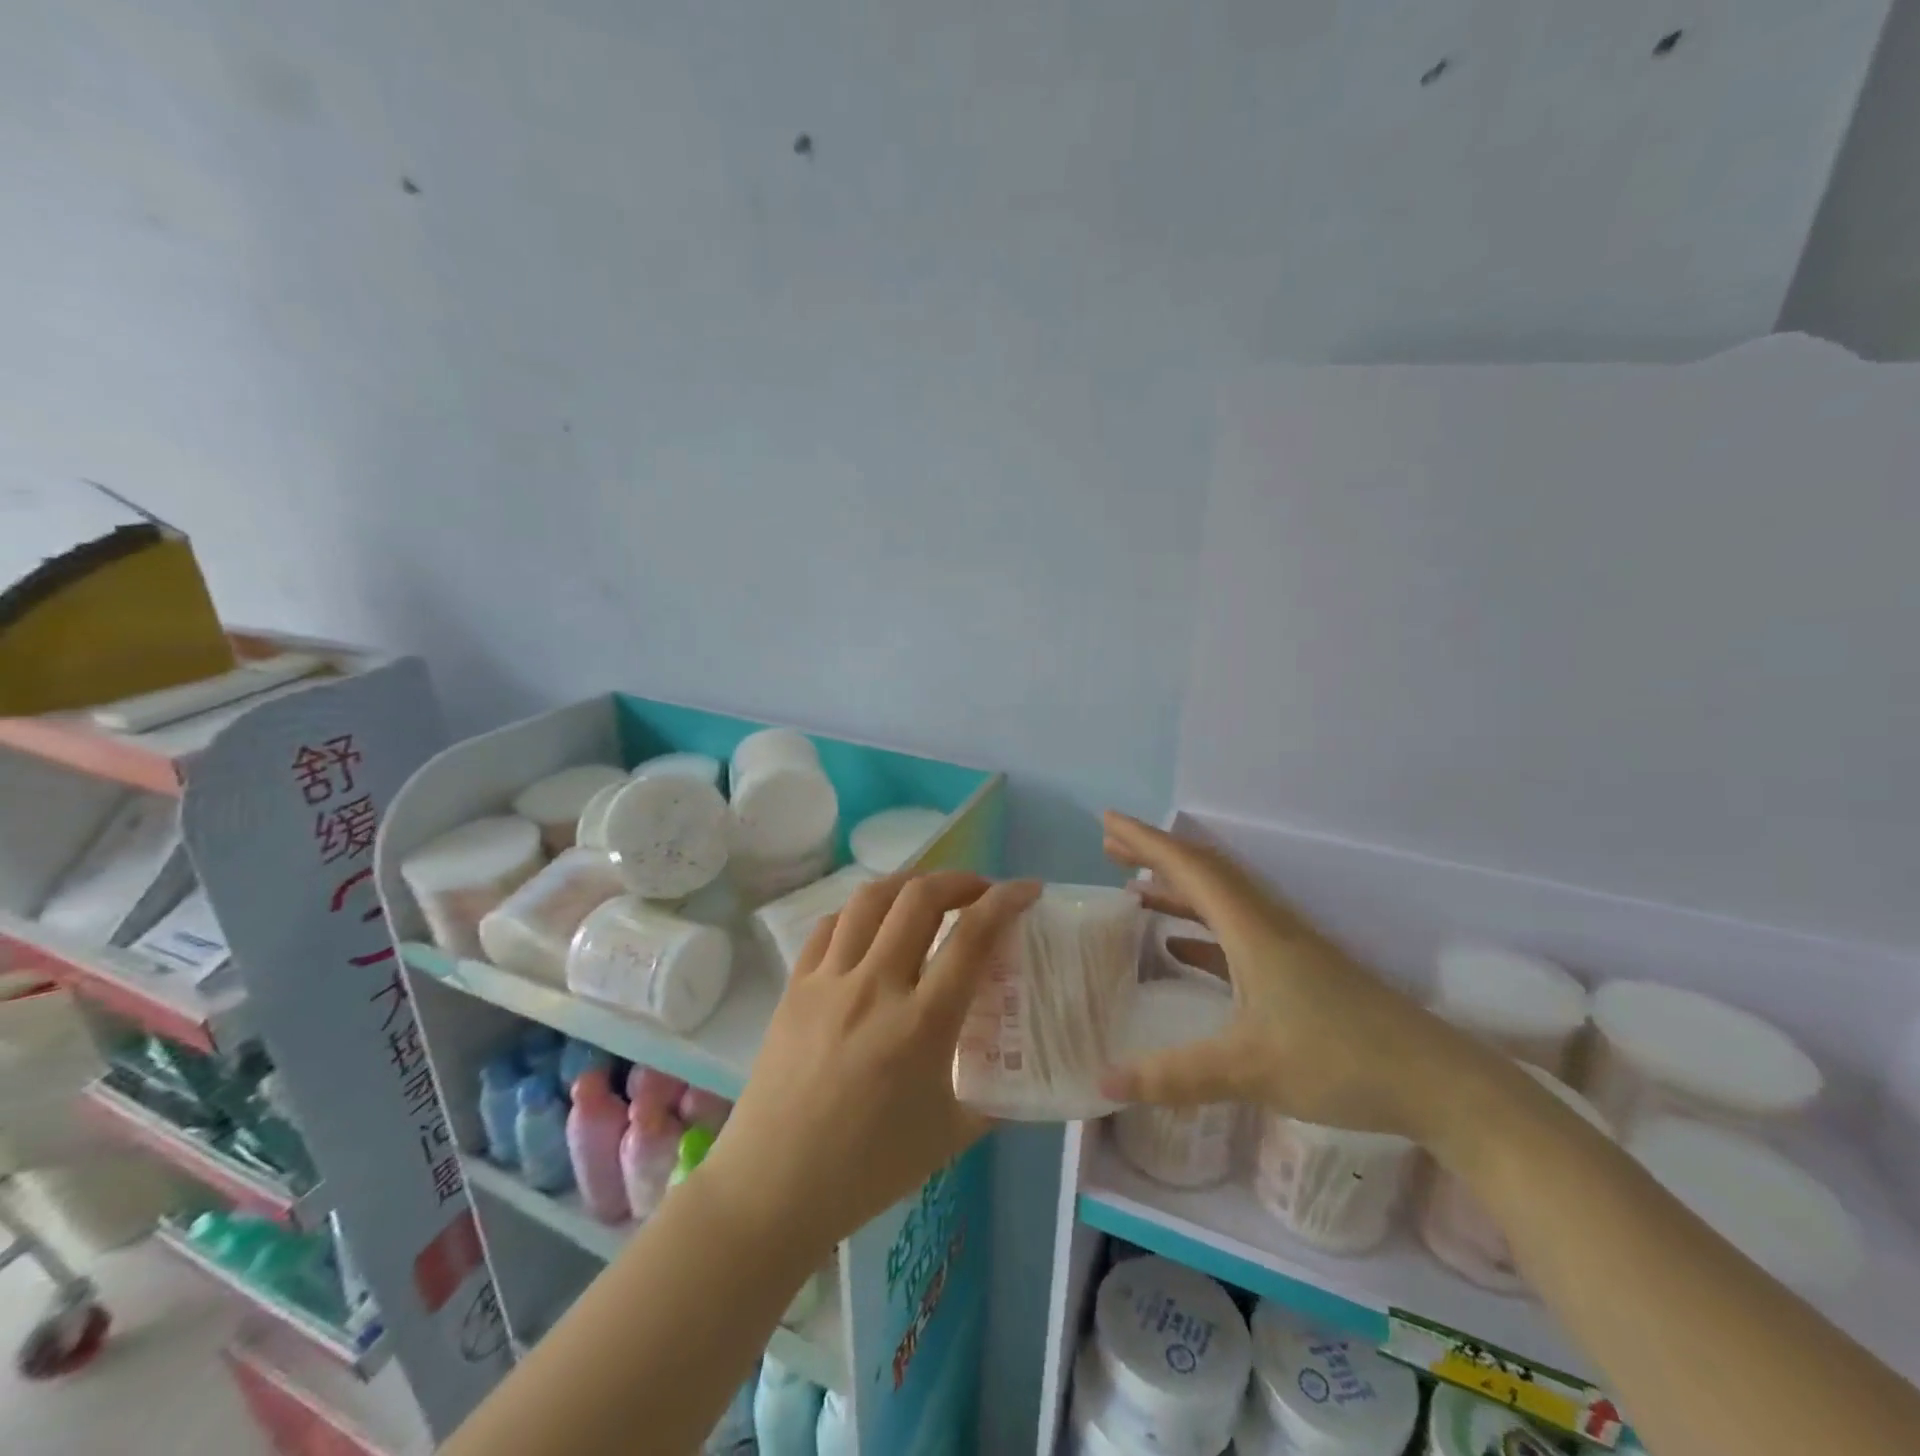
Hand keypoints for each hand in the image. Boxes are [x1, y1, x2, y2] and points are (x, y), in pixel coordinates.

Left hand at [700, 871, 1041, 1255]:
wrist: (773, 1188)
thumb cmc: (869, 1170)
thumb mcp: (951, 1135)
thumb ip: (994, 1093)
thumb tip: (1022, 1063)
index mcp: (921, 1024)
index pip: (973, 937)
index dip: (1006, 901)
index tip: (1027, 889)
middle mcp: (875, 987)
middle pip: (920, 898)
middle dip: (960, 880)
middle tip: (979, 892)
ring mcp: (829, 981)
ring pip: (871, 899)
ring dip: (909, 884)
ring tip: (928, 896)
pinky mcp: (795, 985)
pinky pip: (829, 926)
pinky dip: (861, 913)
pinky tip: (873, 927)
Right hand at [1099, 812, 1476, 1138]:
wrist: (1437, 1082)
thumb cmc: (1340, 1060)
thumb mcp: (1249, 1070)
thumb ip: (1174, 1077)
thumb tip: (1104, 1083)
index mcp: (1252, 929)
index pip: (1191, 868)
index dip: (1146, 841)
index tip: (1107, 822)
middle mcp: (1267, 925)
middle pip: (1204, 872)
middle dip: (1156, 854)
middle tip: (1110, 847)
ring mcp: (1286, 947)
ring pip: (1221, 901)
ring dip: (1177, 888)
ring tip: (1133, 887)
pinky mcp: (1298, 971)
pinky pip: (1235, 933)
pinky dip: (1200, 927)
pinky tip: (1178, 946)